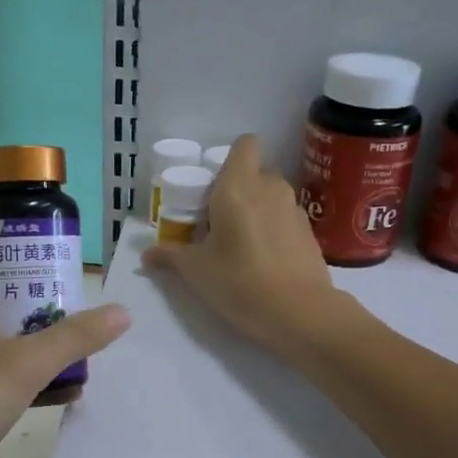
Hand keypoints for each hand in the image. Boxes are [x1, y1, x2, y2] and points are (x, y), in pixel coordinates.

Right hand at [142, 133, 340, 353]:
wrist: (299, 313)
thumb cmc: (239, 281)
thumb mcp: (195, 271)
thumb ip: (170, 256)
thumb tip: (147, 254)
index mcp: (238, 186)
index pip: (245, 144)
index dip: (230, 159)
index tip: (214, 187)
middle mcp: (270, 188)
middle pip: (256, 172)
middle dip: (240, 189)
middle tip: (220, 220)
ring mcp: (295, 210)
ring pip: (273, 196)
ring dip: (258, 210)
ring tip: (242, 243)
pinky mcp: (310, 234)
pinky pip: (286, 220)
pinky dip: (275, 231)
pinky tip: (266, 261)